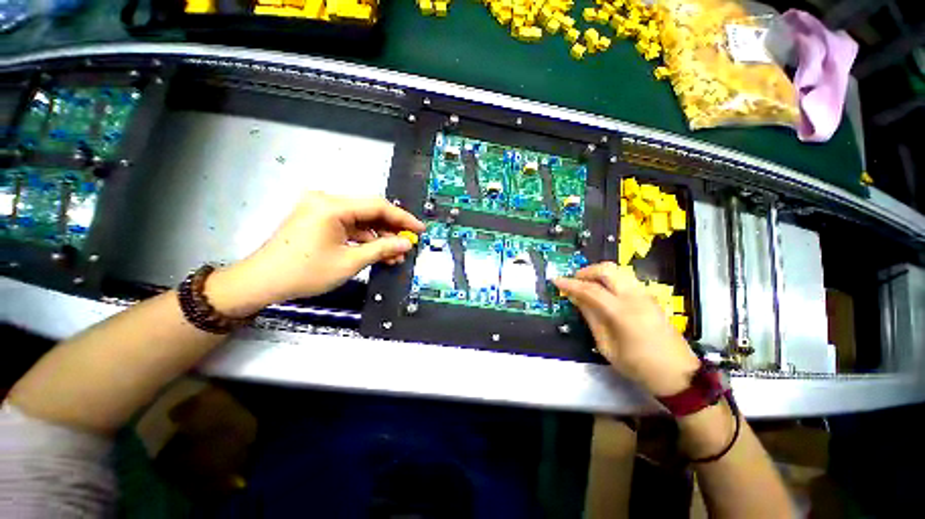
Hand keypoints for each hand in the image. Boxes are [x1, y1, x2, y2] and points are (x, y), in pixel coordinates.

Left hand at [206, 192, 424, 315]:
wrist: (261, 283)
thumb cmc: (305, 272)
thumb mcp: (350, 261)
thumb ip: (382, 249)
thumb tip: (406, 243)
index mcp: (332, 206)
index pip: (378, 206)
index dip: (403, 218)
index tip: (419, 230)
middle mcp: (326, 201)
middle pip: (370, 212)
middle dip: (391, 230)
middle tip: (409, 244)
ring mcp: (321, 210)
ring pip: (361, 221)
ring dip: (379, 237)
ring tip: (396, 255)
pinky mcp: (319, 221)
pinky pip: (349, 227)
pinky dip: (364, 240)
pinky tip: (378, 253)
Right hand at [553, 262, 699, 396]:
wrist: (679, 374)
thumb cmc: (639, 366)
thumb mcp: (607, 347)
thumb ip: (591, 318)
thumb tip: (576, 299)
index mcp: (622, 312)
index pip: (590, 289)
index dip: (570, 284)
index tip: (555, 280)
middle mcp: (635, 297)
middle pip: (607, 270)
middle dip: (586, 271)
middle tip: (574, 281)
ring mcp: (645, 294)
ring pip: (618, 270)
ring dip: (598, 273)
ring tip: (586, 285)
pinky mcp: (650, 297)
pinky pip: (625, 278)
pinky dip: (610, 278)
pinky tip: (603, 291)